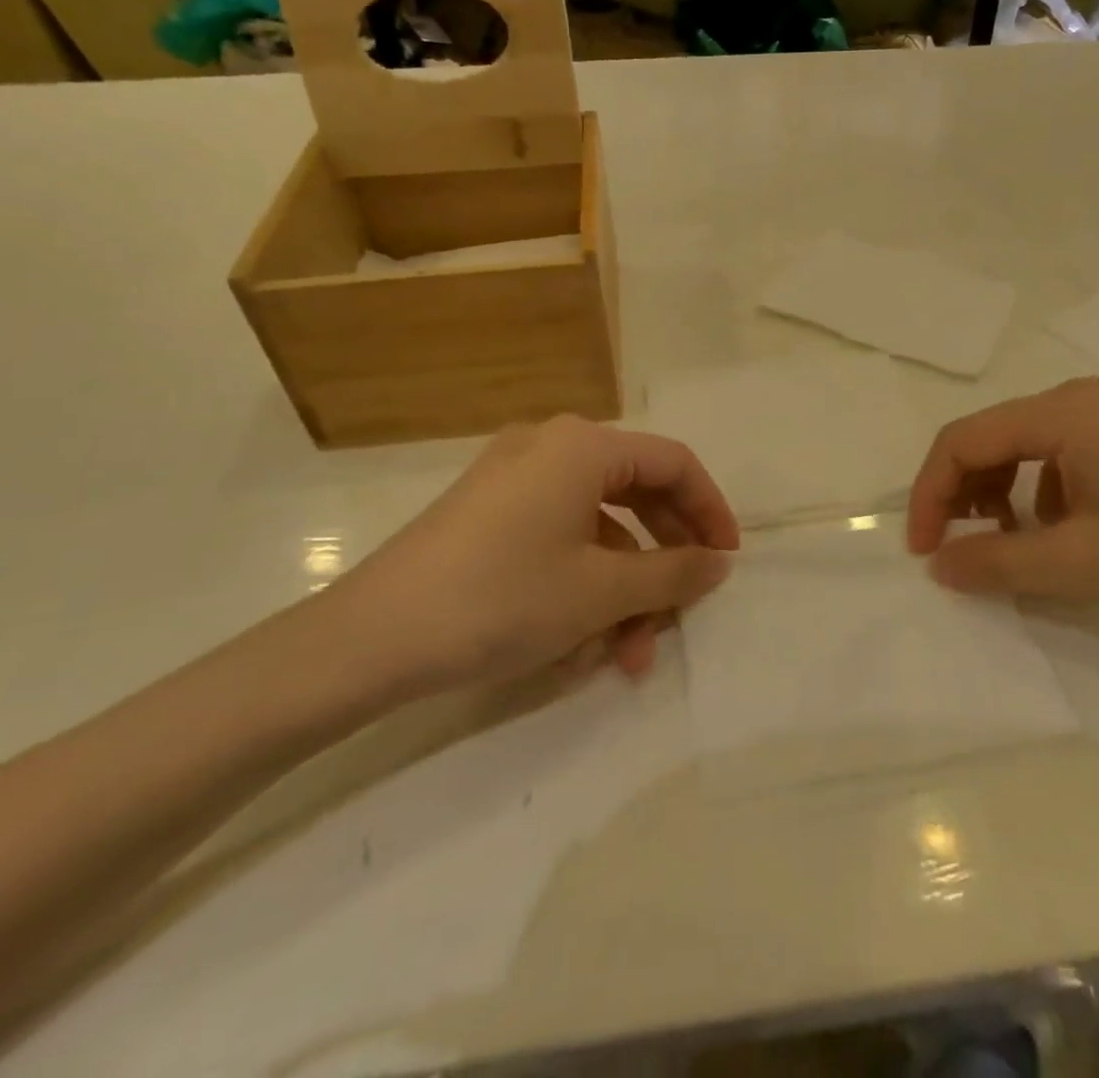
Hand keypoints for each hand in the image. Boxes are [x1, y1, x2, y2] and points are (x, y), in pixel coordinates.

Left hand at [327, 417, 739, 693]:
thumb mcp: (601, 591)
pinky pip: (559, 535)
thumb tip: (719, 562)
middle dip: (664, 558)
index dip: (710, 510)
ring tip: (631, 651)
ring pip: (597, 524)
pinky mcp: (489, 511)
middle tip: (683, 608)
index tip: (727, 561)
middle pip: (636, 491)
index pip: (673, 463)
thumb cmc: (503, 599)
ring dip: (624, 585)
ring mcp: (514, 477)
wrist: (371, 638)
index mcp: (583, 446)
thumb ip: (673, 572)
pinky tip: (585, 640)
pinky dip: (584, 580)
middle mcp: (551, 446)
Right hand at [907, 377, 1098, 635]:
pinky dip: (1041, 492)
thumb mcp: (1084, 566)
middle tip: (962, 551)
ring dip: (1001, 494)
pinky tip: (1065, 533)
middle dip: (964, 494)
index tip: (925, 553)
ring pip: (1026, 446)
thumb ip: (998, 565)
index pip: (963, 440)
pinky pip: (1063, 454)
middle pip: (992, 437)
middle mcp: (1084, 396)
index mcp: (1066, 411)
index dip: (930, 495)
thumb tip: (940, 566)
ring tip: (1012, 546)